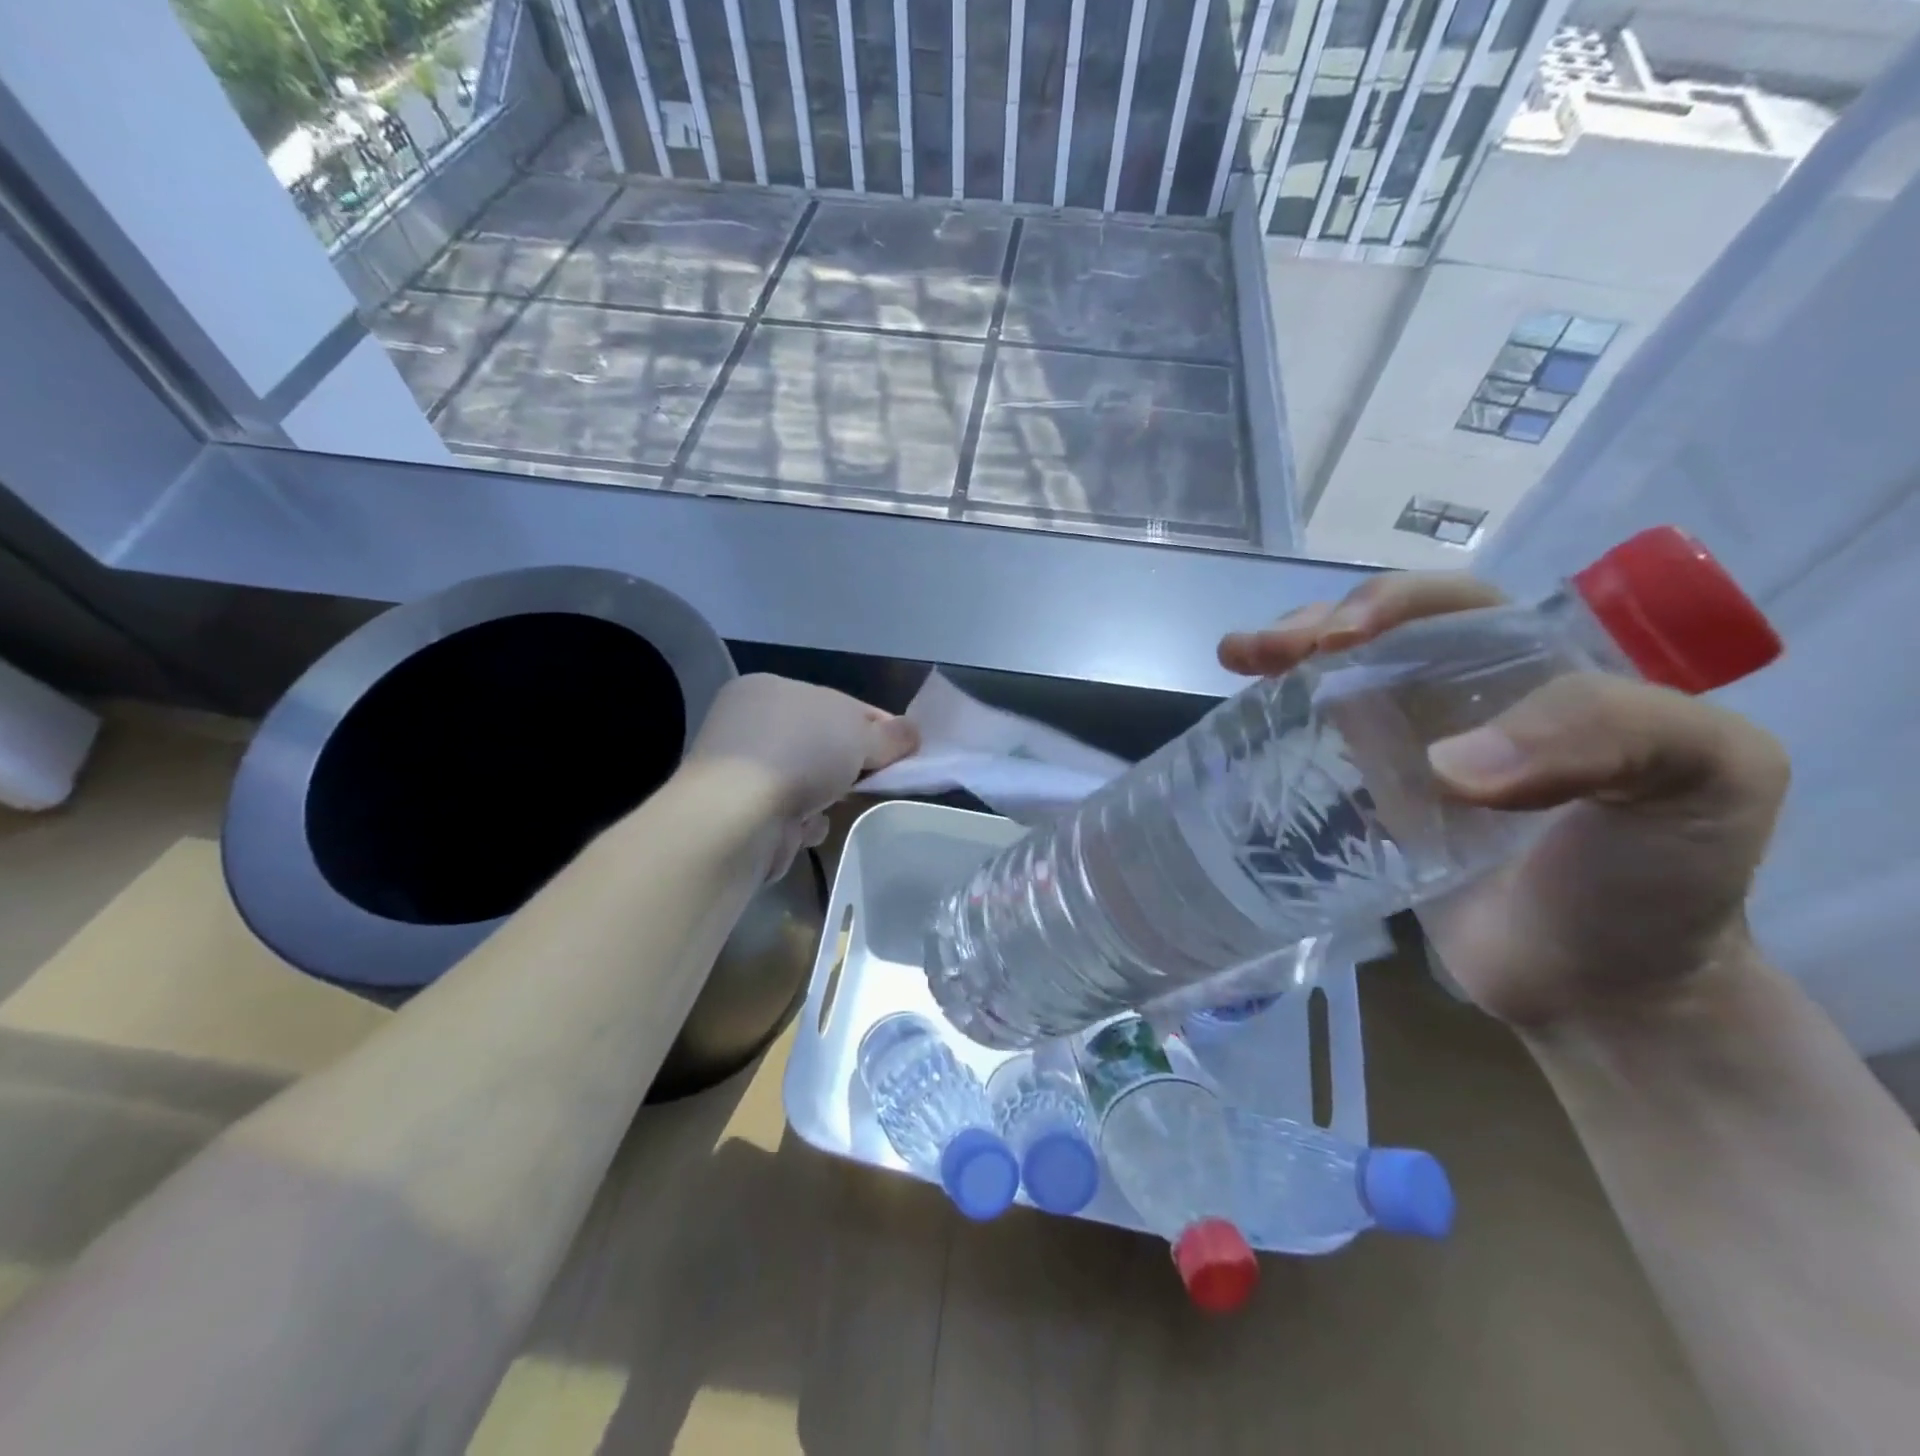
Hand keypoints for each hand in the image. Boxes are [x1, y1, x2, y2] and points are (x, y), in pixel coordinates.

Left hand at [685, 674, 919, 876]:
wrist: (739, 816)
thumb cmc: (800, 754)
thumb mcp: (859, 732)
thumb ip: (890, 734)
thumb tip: (912, 733)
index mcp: (770, 688)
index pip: (836, 702)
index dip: (876, 724)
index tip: (905, 748)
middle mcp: (749, 724)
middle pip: (822, 743)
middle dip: (853, 763)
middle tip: (882, 778)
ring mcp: (742, 770)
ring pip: (808, 780)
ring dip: (829, 794)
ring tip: (841, 804)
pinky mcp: (742, 813)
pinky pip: (791, 812)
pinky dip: (806, 820)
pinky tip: (807, 826)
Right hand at [1220, 573, 1788, 1028]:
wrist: (1601, 990)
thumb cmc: (1661, 880)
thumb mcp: (1701, 781)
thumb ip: (1609, 733)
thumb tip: (1440, 764)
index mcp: (1543, 667)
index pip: (1459, 606)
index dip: (1394, 605)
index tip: (1339, 638)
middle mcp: (1469, 696)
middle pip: (1379, 637)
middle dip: (1316, 627)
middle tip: (1261, 650)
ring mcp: (1412, 748)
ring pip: (1339, 682)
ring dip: (1285, 663)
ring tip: (1236, 658)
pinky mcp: (1371, 800)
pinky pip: (1320, 748)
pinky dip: (1279, 727)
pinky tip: (1245, 724)